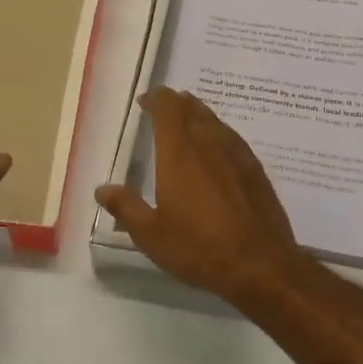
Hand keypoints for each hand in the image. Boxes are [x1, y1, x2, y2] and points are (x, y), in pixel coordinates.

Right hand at [94, 88, 308, 306]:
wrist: (260, 264)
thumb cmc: (199, 247)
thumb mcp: (151, 234)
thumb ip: (126, 207)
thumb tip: (102, 189)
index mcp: (179, 152)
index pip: (168, 108)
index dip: (156, 99)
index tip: (145, 101)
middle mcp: (208, 143)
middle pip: (192, 108)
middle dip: (176, 103)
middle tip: (163, 108)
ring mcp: (236, 153)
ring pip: (214, 120)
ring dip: (198, 114)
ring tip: (187, 120)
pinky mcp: (255, 169)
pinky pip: (232, 137)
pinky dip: (218, 132)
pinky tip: (217, 147)